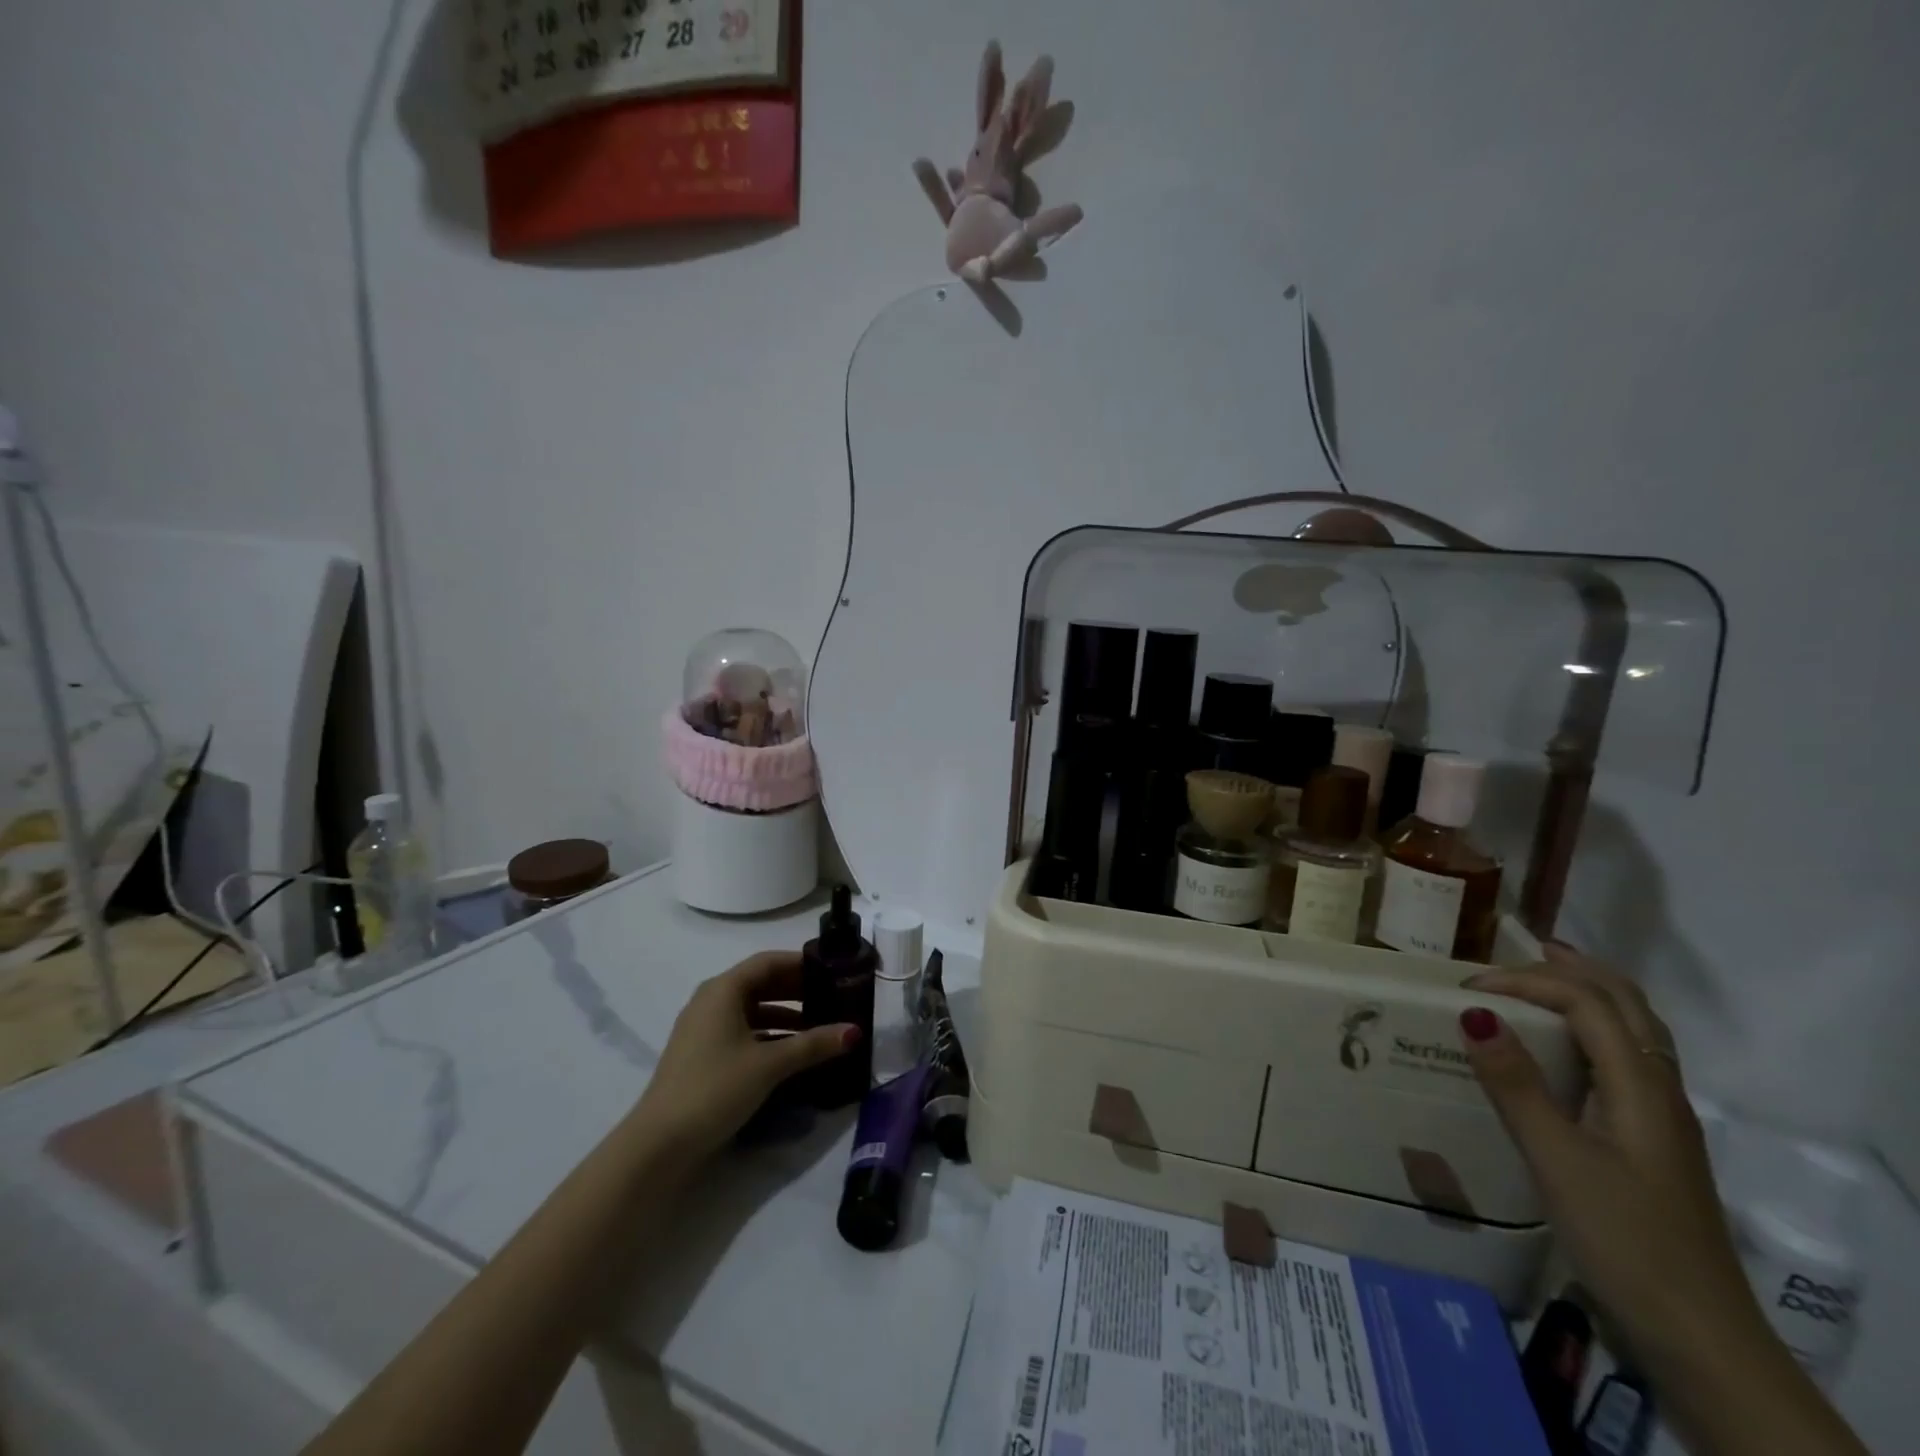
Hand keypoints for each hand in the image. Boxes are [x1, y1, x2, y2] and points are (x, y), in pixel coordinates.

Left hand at [633, 951, 858, 1163]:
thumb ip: (813, 1044)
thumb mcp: (770, 1064)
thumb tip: (855, 1031)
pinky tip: (792, 1053)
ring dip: (785, 1015)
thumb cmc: (715, 1087)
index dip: (801, 963)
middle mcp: (711, 1000)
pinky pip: (742, 1031)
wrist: (660, 1144)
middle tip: (832, 998)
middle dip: (797, 990)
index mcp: (723, 989)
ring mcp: (703, 1028)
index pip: (768, 962)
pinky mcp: (702, 1054)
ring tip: (819, 1029)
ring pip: (752, 1009)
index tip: (833, 970)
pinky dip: (768, 1035)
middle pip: (760, 983)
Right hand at [1459, 946, 1765, 1368]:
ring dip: (1589, 994)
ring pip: (1633, 1031)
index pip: (1588, 1003)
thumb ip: (1516, 1085)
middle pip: (1627, 1006)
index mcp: (1641, 1087)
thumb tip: (1474, 1013)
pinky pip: (1625, 1060)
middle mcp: (1659, 1090)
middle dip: (1573, 970)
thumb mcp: (1557, 1161)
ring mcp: (1660, 1118)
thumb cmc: (1624, 1239)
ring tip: (1541, 982)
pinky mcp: (1650, 1141)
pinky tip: (1561, 1050)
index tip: (1467, 991)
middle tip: (1518, 952)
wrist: (1698, 1335)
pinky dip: (1592, 1030)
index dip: (1527, 982)